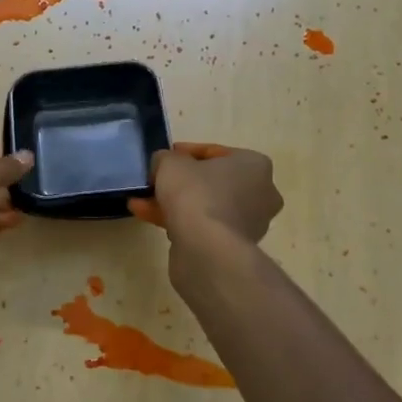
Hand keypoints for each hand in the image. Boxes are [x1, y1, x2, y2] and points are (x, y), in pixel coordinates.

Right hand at [129, 142, 281, 245]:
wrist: (206, 249)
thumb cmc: (196, 193)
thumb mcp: (170, 163)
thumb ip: (165, 158)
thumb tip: (163, 165)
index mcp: (254, 165)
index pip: (216, 153)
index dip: (185, 153)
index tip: (164, 158)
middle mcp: (260, 193)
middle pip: (211, 181)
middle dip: (180, 182)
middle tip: (155, 181)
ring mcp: (249, 223)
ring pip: (205, 206)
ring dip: (174, 203)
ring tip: (141, 202)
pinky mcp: (233, 247)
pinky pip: (203, 227)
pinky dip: (178, 221)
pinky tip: (147, 217)